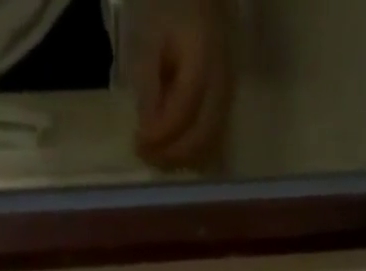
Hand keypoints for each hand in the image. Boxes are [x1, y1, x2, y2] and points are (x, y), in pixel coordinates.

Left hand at [130, 0, 233, 170]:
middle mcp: (222, 86)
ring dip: (179, 160)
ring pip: (208, 147)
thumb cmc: (171, 18)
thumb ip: (149, 84)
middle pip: (201, 137)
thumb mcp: (151, 41)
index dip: (160, 133)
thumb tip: (146, 127)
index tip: (137, 142)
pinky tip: (170, 153)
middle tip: (144, 155)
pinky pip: (211, 146)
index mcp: (203, 61)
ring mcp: (228, 102)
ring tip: (154, 156)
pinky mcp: (226, 113)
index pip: (184, 110)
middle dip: (170, 154)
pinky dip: (189, 157)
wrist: (201, 7)